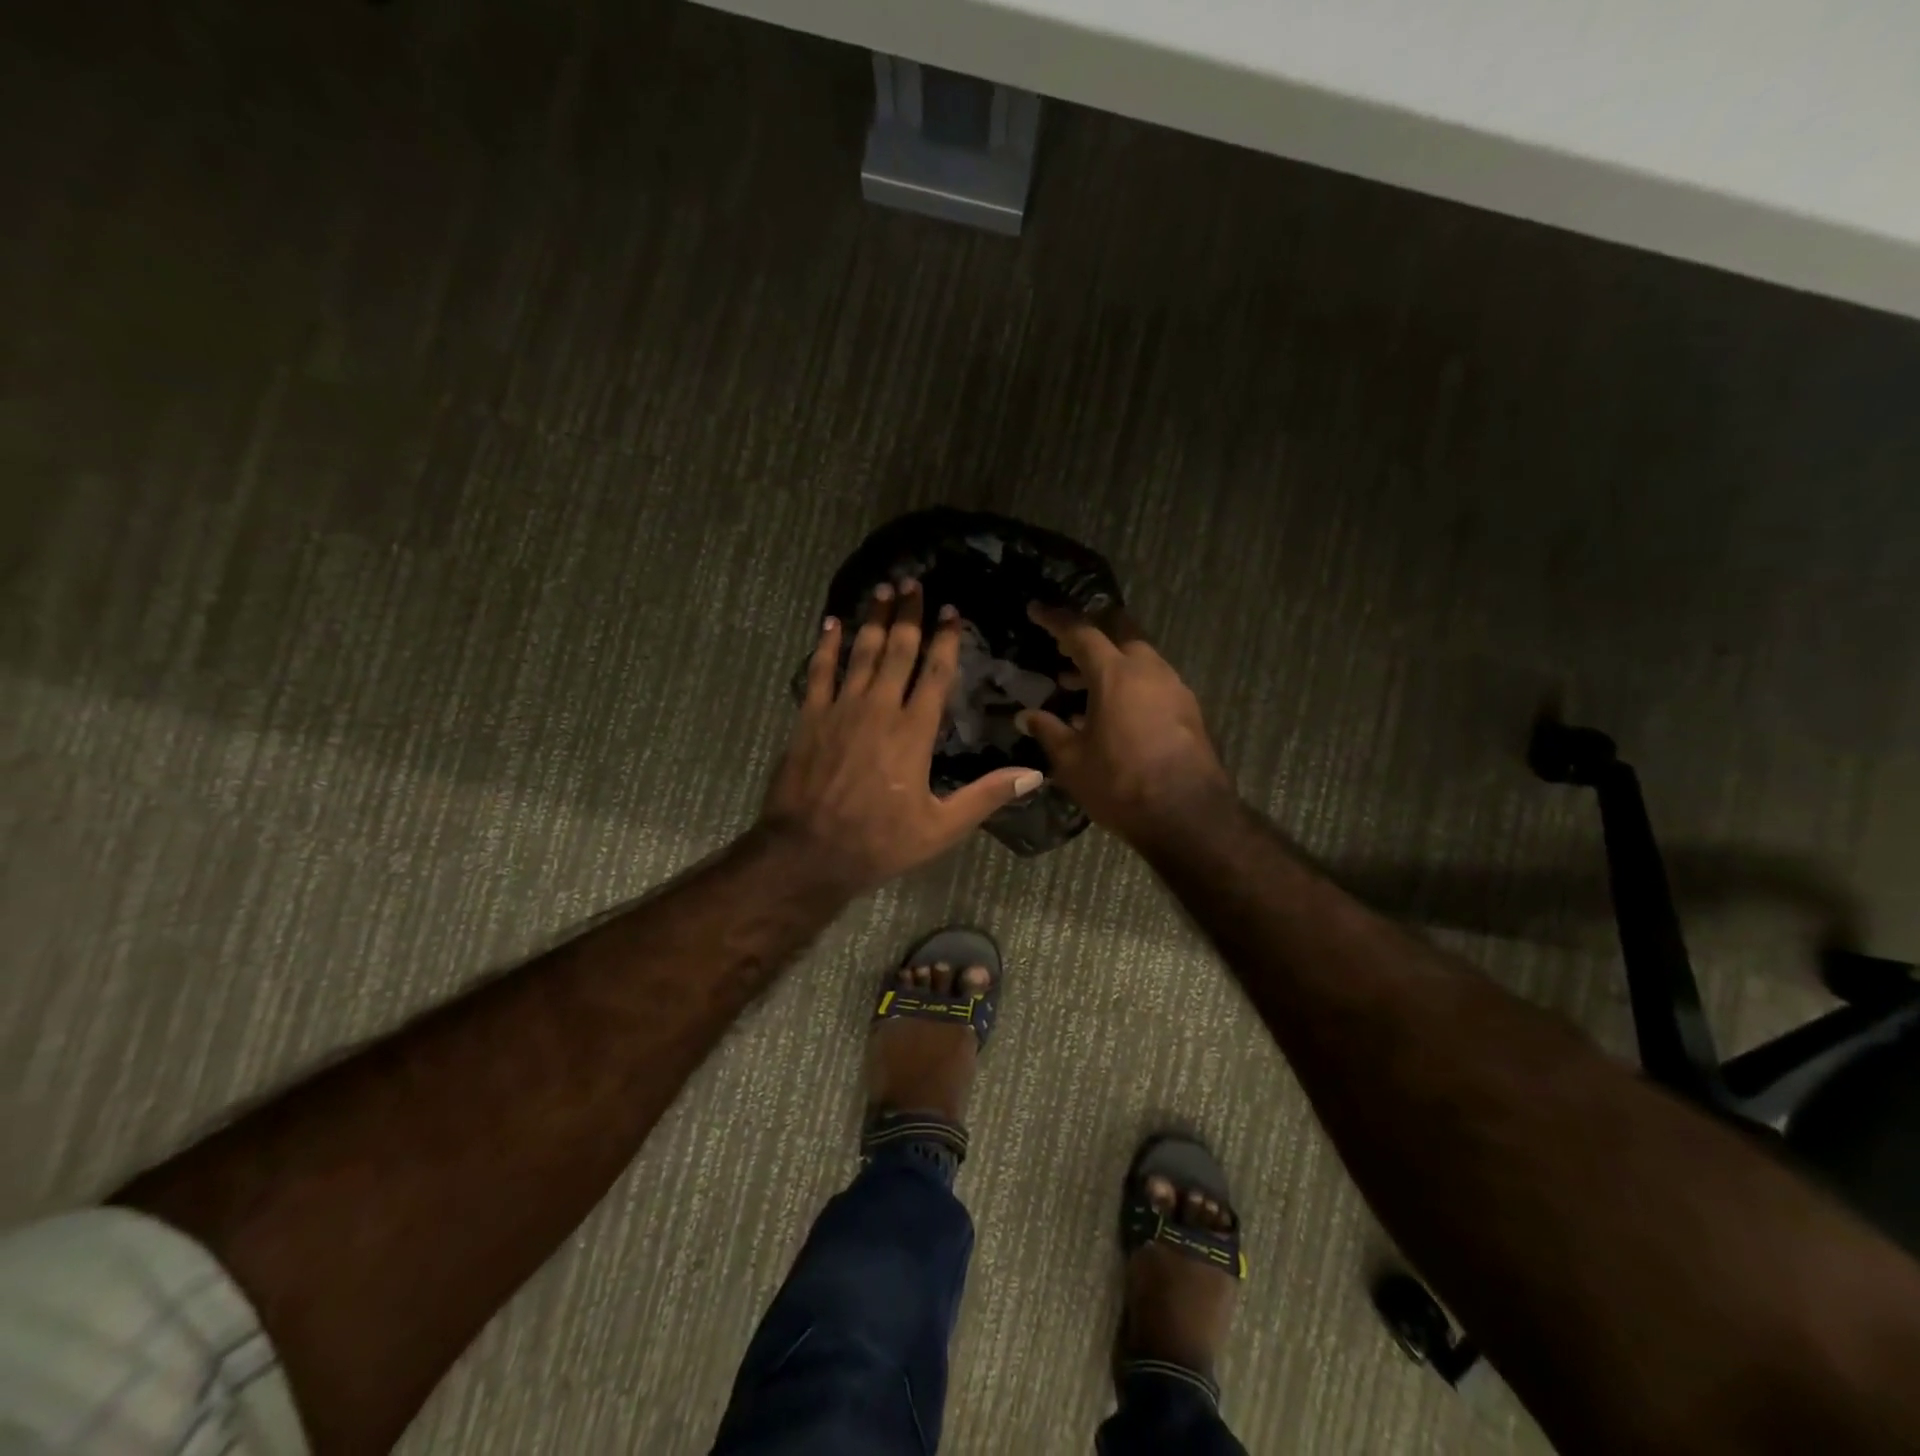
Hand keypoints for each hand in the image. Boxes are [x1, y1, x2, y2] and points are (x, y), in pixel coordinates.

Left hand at [762, 581, 1045, 892]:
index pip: (934, 673)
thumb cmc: (879, 842)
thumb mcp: (941, 828)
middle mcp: (878, 709)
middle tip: (914, 582)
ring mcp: (840, 710)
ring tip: (883, 589)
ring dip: (873, 619)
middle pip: (897, 650)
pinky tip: (832, 624)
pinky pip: (819, 671)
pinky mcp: (809, 718)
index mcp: (913, 732)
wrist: (808, 852)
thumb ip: (986, 796)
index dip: (945, 639)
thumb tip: (1034, 774)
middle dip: (908, 615)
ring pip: (861, 652)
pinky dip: (826, 645)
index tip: (951, 611)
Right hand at [1017, 604, 1231, 846]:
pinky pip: (1153, 681)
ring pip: (1140, 657)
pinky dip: (1130, 683)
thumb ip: (1048, 731)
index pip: (1081, 632)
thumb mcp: (1072, 761)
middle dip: (1092, 632)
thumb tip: (1026, 715)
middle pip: (1120, 632)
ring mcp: (1175, 687)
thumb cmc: (1120, 784)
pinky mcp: (1189, 709)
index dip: (1056, 620)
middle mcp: (1149, 670)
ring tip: (1079, 686)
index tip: (1036, 610)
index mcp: (1115, 674)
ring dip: (1111, 663)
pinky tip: (1112, 712)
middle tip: (1066, 646)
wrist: (1188, 816)